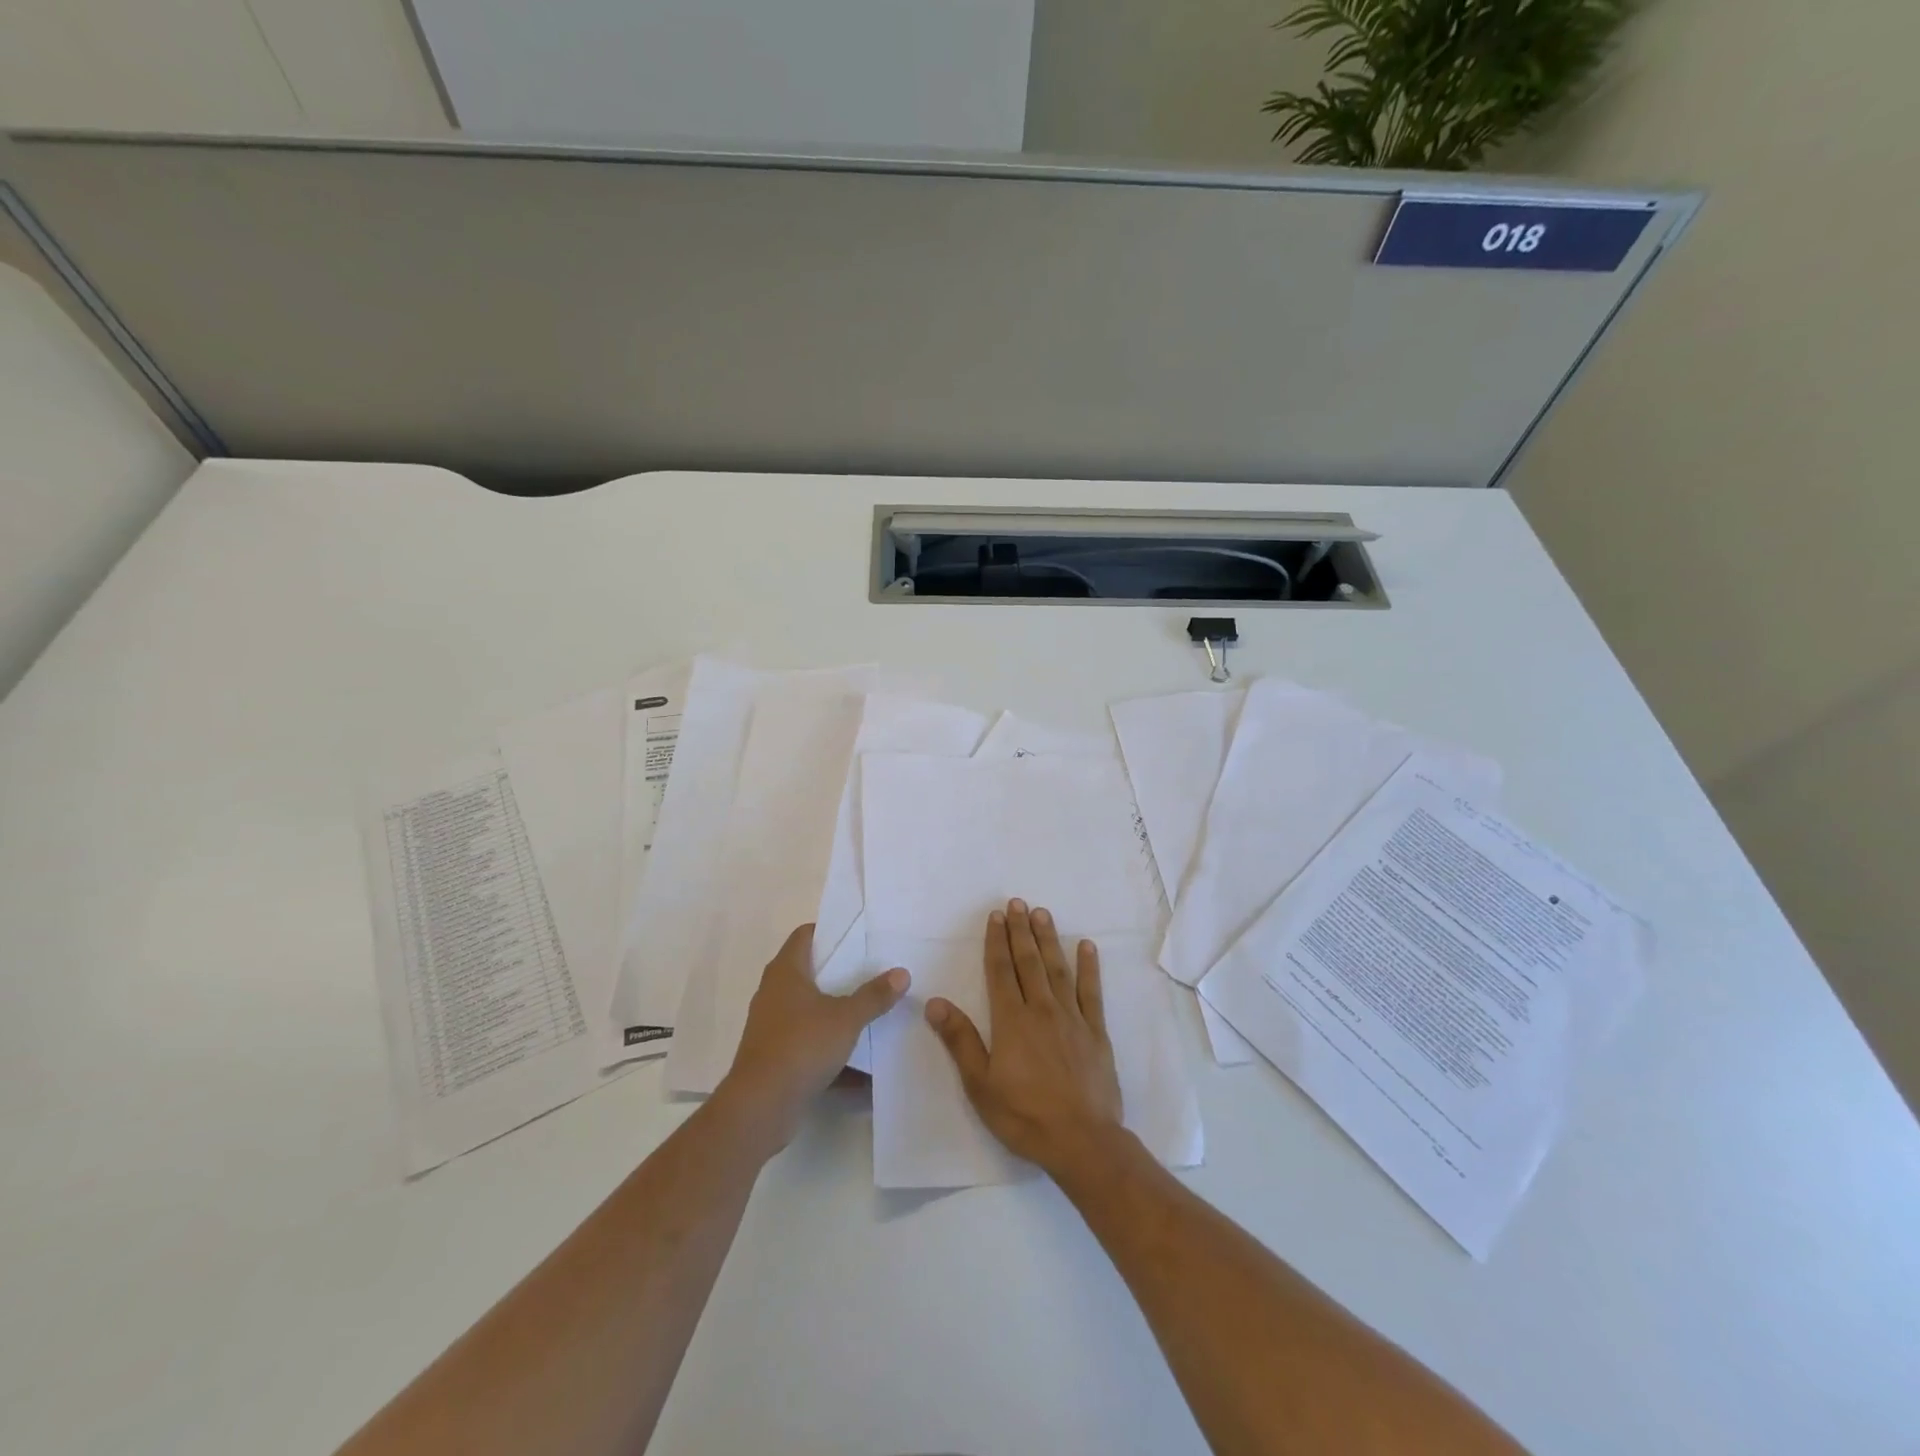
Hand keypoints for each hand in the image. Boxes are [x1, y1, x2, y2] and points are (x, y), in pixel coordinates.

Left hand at [720, 923, 908, 1148]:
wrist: (761, 1107)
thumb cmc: (801, 1046)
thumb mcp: (846, 1018)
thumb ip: (874, 995)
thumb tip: (901, 973)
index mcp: (786, 972)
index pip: (805, 935)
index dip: (830, 930)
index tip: (859, 935)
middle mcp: (774, 992)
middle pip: (810, 971)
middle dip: (841, 972)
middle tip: (874, 970)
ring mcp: (772, 1025)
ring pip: (810, 1009)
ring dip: (837, 1011)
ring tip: (871, 1010)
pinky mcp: (775, 1056)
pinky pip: (809, 1042)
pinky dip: (830, 1047)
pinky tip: (860, 1061)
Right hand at [925, 898, 1122, 1174]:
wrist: (1083, 1141)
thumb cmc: (1024, 1116)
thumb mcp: (980, 1084)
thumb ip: (960, 1040)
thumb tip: (935, 1003)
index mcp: (1012, 1020)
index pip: (1001, 971)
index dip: (997, 942)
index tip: (996, 916)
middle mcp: (1042, 1009)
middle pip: (1029, 962)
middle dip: (1021, 931)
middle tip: (1017, 903)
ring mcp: (1072, 1018)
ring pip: (1058, 969)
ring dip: (1049, 939)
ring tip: (1042, 913)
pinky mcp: (1096, 1032)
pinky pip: (1092, 992)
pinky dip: (1089, 967)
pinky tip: (1087, 946)